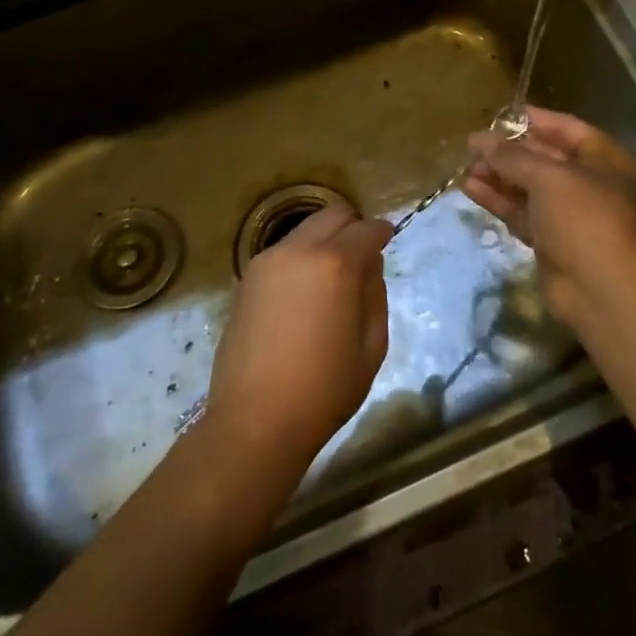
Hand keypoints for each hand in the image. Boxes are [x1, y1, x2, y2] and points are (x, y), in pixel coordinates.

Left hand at [203, 203, 392, 477]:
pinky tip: (304, 293)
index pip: (367, 229)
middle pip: (333, 214)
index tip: (388, 238)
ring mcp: (267, 262)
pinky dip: (301, 258)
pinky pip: (283, 252)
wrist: (255, 421)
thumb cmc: (324, 389)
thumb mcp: (371, 346)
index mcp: (336, 264)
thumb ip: (375, 294)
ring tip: (331, 277)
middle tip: (362, 254)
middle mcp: (299, 250)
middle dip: (352, 226)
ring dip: (324, 240)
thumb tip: (369, 265)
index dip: (382, 232)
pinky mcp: (246, 279)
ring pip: (305, 230)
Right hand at [462, 107, 635, 328]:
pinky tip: (470, 188)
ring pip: (529, 187)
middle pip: (545, 158)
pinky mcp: (550, 239)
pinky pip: (521, 212)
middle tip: (474, 144)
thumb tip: (479, 139)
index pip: (567, 129)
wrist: (596, 289)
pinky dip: (499, 199)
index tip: (503, 115)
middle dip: (509, 151)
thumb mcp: (546, 178)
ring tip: (466, 166)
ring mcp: (569, 214)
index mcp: (604, 161)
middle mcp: (589, 184)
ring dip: (499, 175)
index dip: (536, 120)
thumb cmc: (580, 218)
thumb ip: (512, 156)